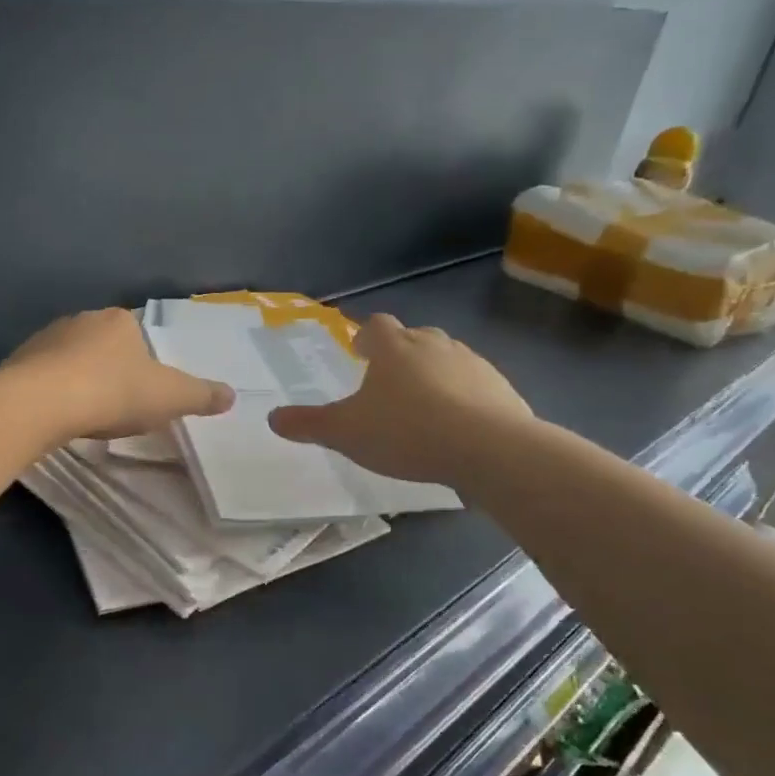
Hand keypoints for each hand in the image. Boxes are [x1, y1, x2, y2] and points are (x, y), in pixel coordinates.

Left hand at [4, 308, 234, 440]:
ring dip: (79, 381)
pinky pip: (43, 376)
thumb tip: (232, 394)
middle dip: (110, 371)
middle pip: (103, 345)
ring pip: (70, 359)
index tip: (143, 391)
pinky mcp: (19, 361)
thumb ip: (202, 395)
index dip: (143, 362)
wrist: (41, 402)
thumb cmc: (114, 392)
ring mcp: (45, 338)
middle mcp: (81, 319)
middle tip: (117, 405)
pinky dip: (53, 392)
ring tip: (86, 414)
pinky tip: (57, 416)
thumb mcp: (170, 397)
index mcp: (119, 320)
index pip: (137, 334)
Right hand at [268, 313, 532, 482]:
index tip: (359, 352)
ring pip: (447, 358)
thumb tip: (272, 417)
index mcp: (394, 348)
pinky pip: (476, 386)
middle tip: (389, 380)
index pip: (376, 326)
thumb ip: (308, 424)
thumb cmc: (406, 432)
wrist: (488, 449)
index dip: (365, 336)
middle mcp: (434, 345)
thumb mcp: (345, 433)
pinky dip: (464, 398)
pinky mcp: (502, 388)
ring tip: (423, 405)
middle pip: (415, 337)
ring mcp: (473, 364)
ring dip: (434, 374)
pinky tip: (457, 427)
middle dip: (401, 353)